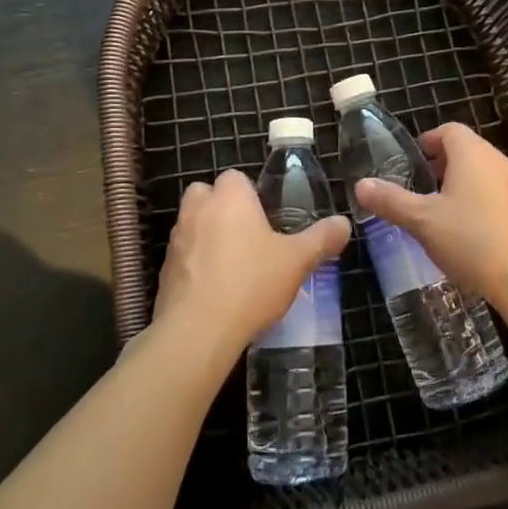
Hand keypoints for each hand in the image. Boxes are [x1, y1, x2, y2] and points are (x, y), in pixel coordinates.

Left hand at [154, 169, 350, 360]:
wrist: (198, 331)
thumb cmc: (251, 283)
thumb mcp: (297, 261)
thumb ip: (321, 239)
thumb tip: (344, 223)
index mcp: (230, 197)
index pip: (235, 177)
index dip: (250, 193)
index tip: (266, 217)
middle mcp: (198, 210)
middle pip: (206, 195)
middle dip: (222, 209)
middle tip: (248, 237)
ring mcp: (176, 240)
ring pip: (192, 225)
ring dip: (207, 237)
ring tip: (234, 267)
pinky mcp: (163, 271)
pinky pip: (183, 257)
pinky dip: (195, 266)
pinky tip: (216, 291)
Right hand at [353, 123, 507, 312]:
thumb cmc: (471, 240)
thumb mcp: (422, 221)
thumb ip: (391, 200)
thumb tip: (361, 185)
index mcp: (472, 154)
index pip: (449, 131)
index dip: (428, 141)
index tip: (412, 160)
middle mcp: (498, 161)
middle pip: (467, 149)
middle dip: (442, 164)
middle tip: (420, 186)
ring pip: (483, 172)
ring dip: (461, 183)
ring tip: (439, 211)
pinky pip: (497, 193)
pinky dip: (479, 200)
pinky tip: (467, 231)